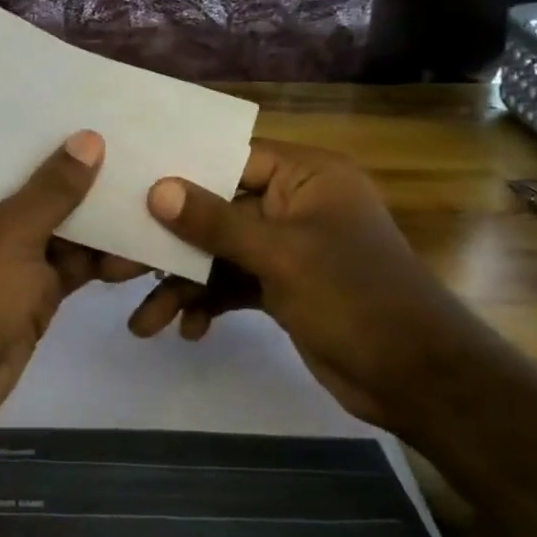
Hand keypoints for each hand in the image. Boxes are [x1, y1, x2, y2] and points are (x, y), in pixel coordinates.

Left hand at [0, 132, 126, 443]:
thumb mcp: (11, 230)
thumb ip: (53, 187)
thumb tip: (89, 139)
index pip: (9, 145)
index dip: (48, 127)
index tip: (93, 100)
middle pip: (43, 184)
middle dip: (87, 171)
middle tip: (140, 142)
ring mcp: (14, 254)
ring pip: (66, 226)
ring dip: (104, 217)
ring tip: (155, 190)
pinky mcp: (36, 289)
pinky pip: (77, 263)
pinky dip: (106, 258)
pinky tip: (145, 245)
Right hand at [129, 140, 482, 429]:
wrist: (417, 379)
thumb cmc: (356, 298)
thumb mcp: (281, 256)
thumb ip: (215, 223)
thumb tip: (157, 190)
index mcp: (306, 177)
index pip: (231, 157)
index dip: (181, 171)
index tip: (130, 185)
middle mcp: (293, 205)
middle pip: (215, 211)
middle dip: (171, 245)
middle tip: (119, 266)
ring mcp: (286, 248)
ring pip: (217, 255)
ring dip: (183, 286)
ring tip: (145, 323)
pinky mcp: (281, 287)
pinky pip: (231, 285)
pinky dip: (208, 304)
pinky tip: (189, 330)